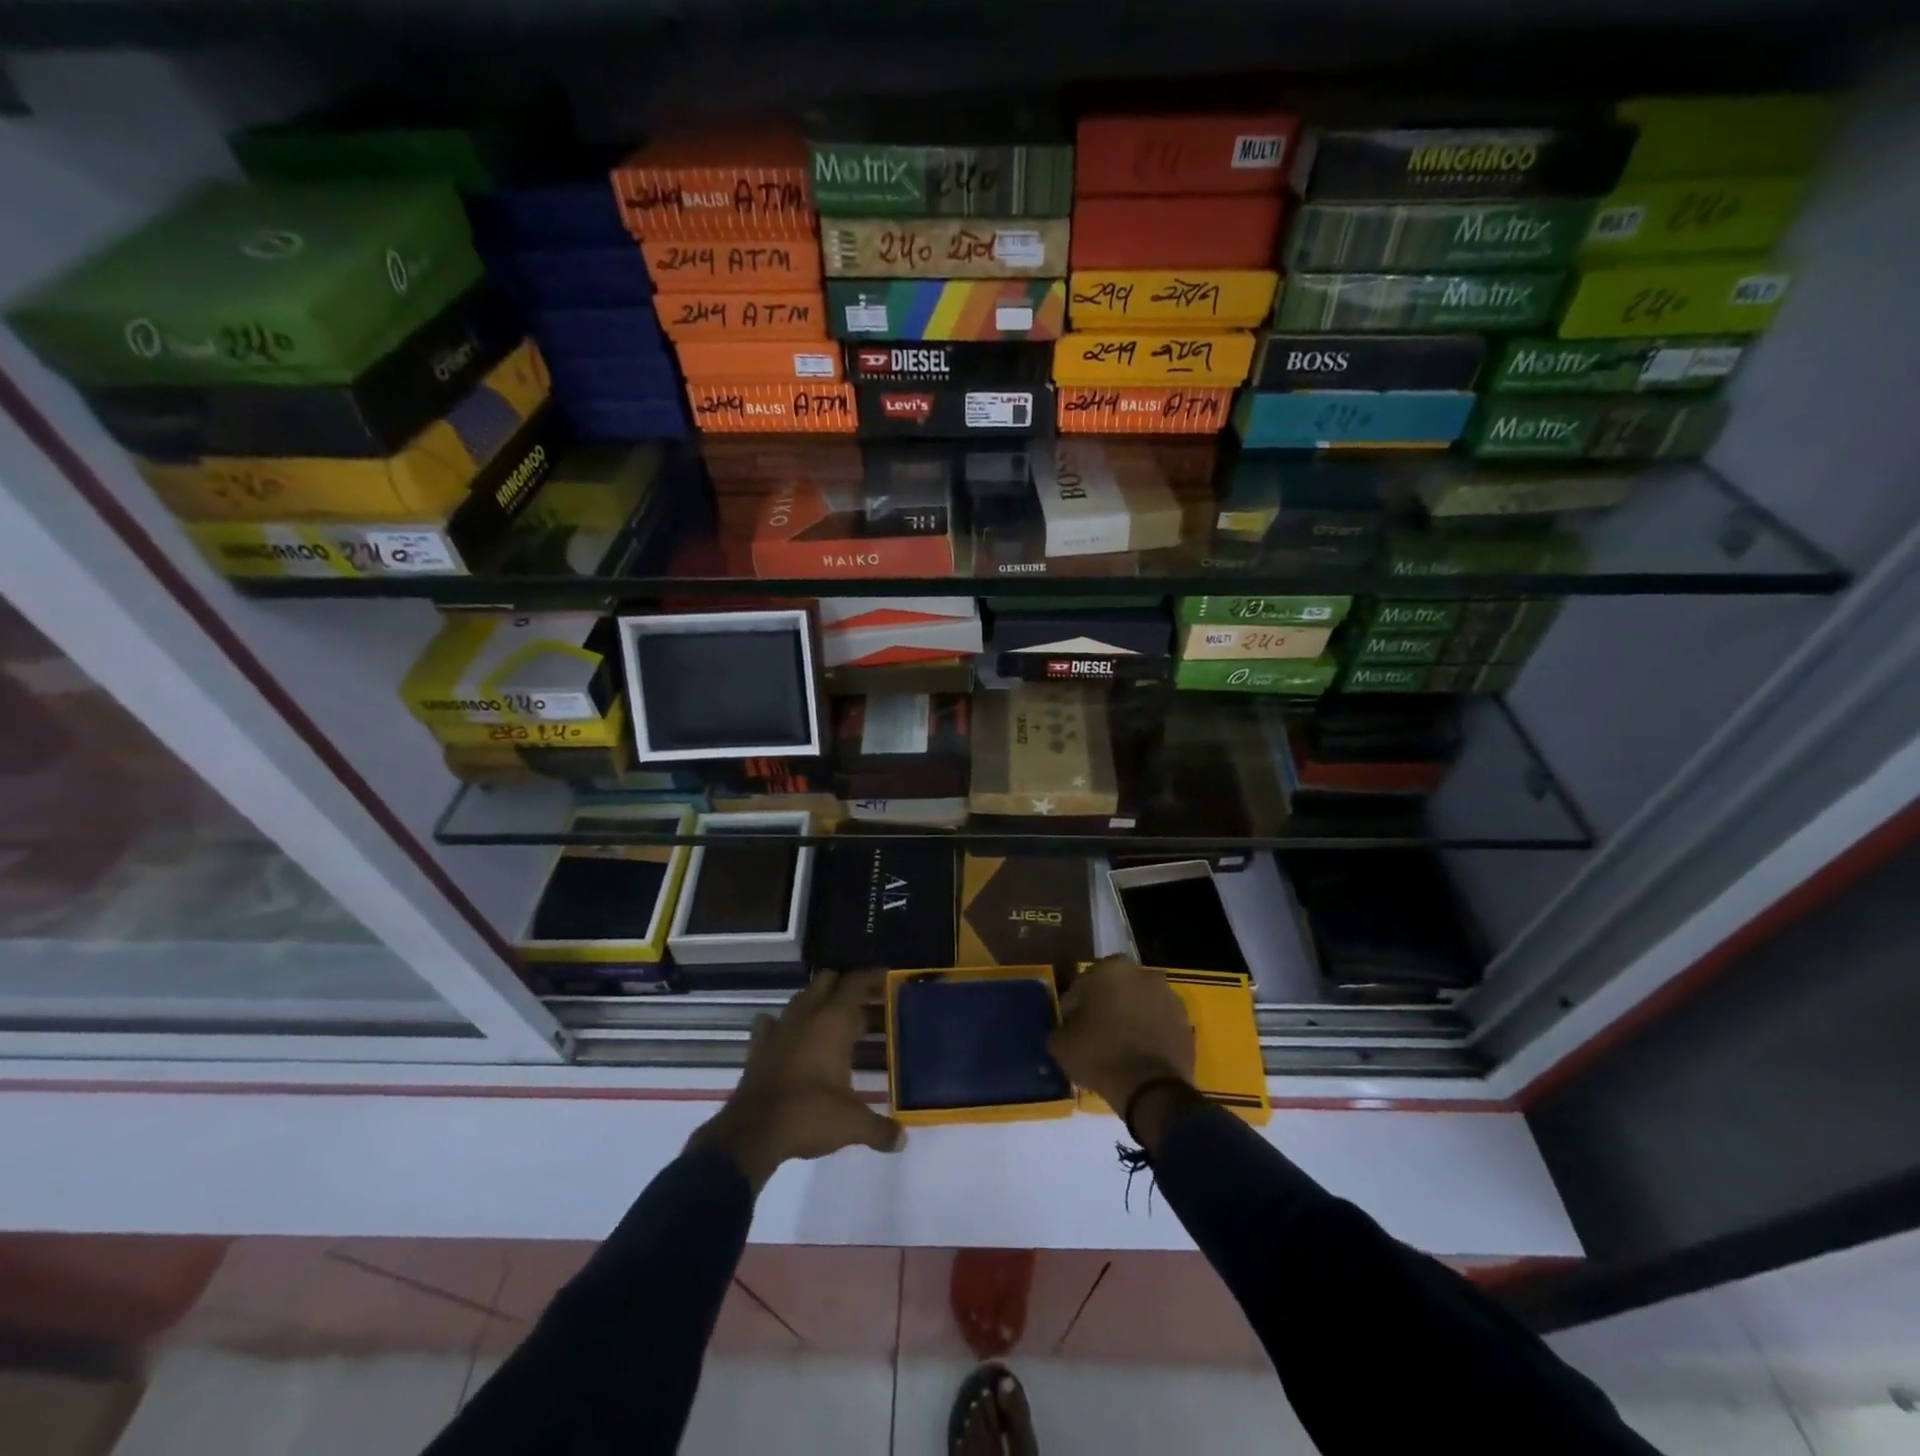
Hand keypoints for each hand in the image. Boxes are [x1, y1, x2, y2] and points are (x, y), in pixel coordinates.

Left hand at [690, 969, 904, 1191]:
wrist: (751, 1134)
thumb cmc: (807, 1115)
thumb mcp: (851, 1124)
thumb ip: (880, 1129)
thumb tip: (903, 1139)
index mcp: (832, 1022)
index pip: (855, 983)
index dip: (873, 977)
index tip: (889, 978)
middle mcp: (806, 1016)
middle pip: (827, 981)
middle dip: (846, 986)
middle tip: (867, 1002)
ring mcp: (779, 1029)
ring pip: (801, 998)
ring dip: (818, 1001)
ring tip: (835, 1020)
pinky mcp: (758, 1047)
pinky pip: (772, 1023)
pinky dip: (785, 1024)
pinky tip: (791, 1036)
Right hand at [1049, 954, 1195, 1118]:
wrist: (1151, 1090)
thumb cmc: (1101, 1056)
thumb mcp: (1061, 1044)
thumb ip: (1061, 1026)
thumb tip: (1067, 1026)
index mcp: (1111, 969)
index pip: (1083, 983)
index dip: (1074, 1005)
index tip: (1071, 1025)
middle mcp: (1143, 974)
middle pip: (1116, 988)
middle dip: (1106, 1004)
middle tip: (1095, 1032)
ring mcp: (1169, 997)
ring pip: (1140, 1002)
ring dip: (1130, 1016)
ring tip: (1120, 1045)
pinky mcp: (1186, 1022)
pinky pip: (1159, 1022)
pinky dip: (1150, 1031)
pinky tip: (1139, 1053)